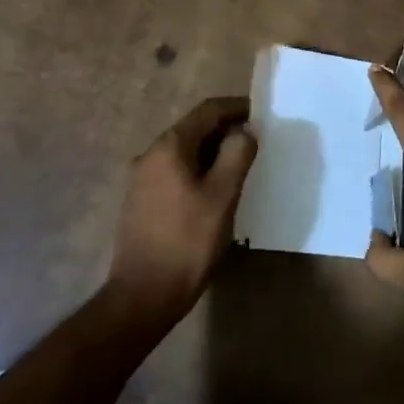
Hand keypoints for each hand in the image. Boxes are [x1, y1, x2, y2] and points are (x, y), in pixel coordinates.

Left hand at [107, 97, 256, 322]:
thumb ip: (237, 154)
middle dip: (226, 130)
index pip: (208, 111)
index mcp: (169, 146)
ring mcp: (142, 179)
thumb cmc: (187, 242)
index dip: (237, 107)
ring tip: (240, 166)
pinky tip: (215, 190)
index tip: (262, 114)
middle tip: (256, 143)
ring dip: (213, 152)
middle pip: (194, 129)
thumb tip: (245, 131)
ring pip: (185, 152)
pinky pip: (176, 171)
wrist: (142, 296)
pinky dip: (199, 170)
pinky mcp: (141, 201)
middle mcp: (150, 154)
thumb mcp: (222, 195)